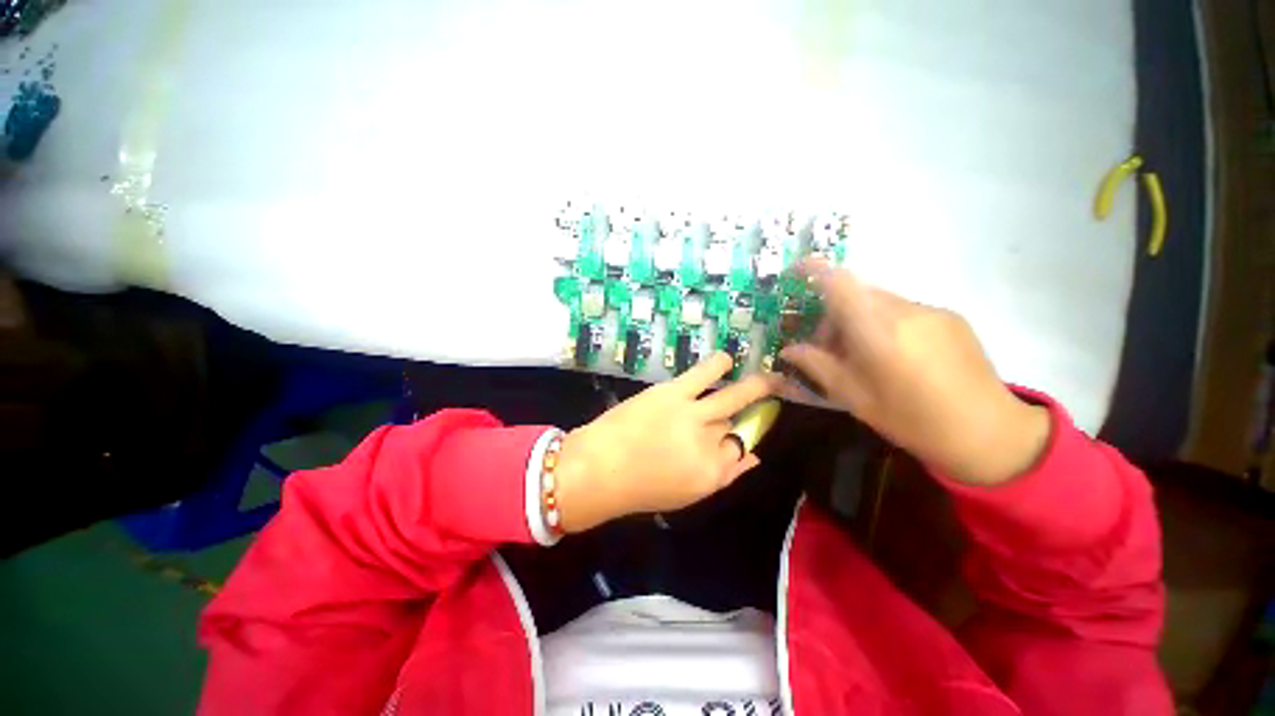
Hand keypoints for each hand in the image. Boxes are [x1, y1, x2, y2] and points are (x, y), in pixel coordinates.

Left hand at [554, 353, 779, 532]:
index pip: (742, 450)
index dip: (744, 437)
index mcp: (713, 473)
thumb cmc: (638, 488)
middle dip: (764, 406)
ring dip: (752, 384)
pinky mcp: (673, 393)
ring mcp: (693, 415)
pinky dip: (718, 364)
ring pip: (732, 394)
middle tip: (777, 390)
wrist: (597, 469)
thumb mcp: (687, 494)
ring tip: (762, 373)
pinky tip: (725, 359)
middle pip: (741, 421)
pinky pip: (703, 374)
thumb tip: (754, 457)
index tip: (743, 427)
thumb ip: (725, 475)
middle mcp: (710, 443)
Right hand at [780, 260, 1050, 485]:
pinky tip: (893, 356)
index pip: (840, 283)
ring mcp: (932, 311)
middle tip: (827, 347)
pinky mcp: (950, 318)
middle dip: (833, 313)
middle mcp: (905, 310)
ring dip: (859, 319)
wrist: (989, 433)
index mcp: (878, 330)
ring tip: (861, 356)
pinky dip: (884, 323)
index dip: (814, 270)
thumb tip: (789, 350)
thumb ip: (817, 366)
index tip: (796, 271)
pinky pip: (903, 310)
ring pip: (880, 301)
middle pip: (857, 293)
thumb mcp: (854, 397)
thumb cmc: (912, 419)